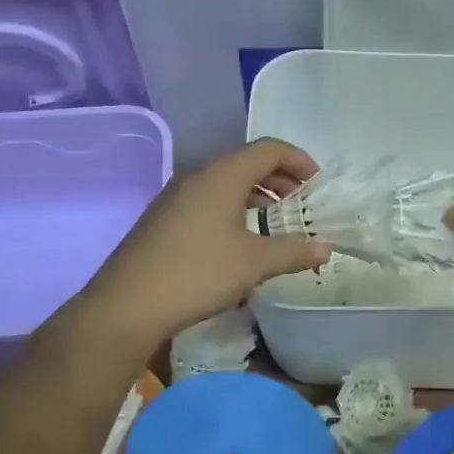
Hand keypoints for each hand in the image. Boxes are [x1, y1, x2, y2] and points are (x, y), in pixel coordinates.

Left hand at [73, 138, 332, 349]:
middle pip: (246, 162)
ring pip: (225, 182)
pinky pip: (207, 199)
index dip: (299, 160)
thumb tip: (326, 248)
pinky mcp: (163, 218)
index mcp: (222, 175)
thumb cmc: (198, 273)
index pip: (269, 148)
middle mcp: (198, 176)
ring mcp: (176, 196)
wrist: (127, 304)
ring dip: (255, 194)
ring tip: (276, 220)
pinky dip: (232, 207)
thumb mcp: (254, 263)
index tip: (318, 184)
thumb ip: (293, 251)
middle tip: (301, 202)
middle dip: (279, 178)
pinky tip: (239, 239)